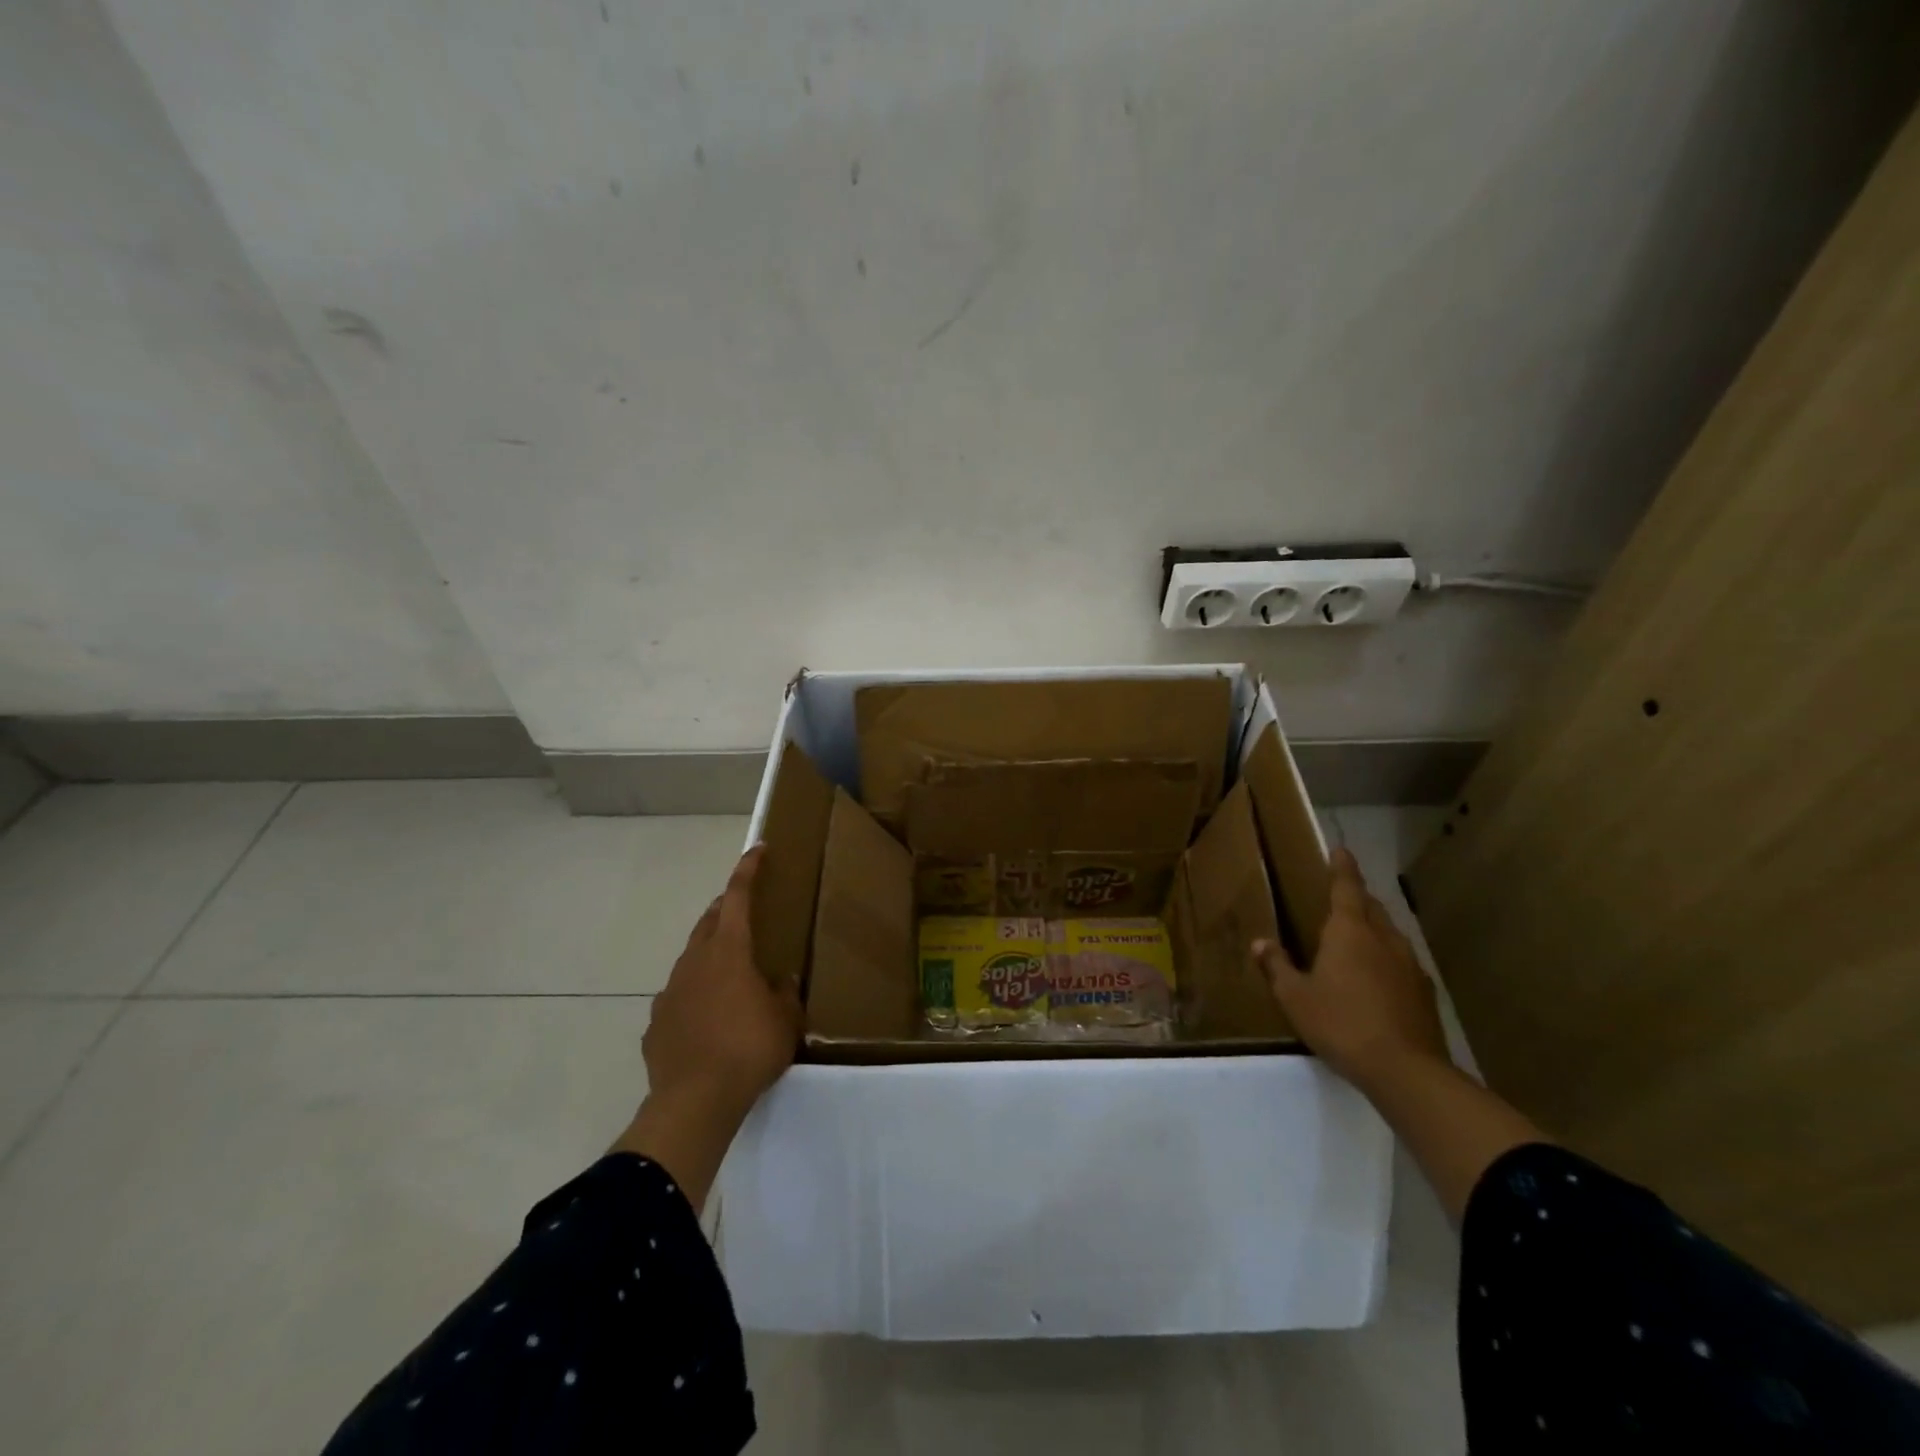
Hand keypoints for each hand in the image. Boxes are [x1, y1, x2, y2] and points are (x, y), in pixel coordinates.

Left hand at [614, 846, 801, 1209]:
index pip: (738, 898)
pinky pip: (678, 997)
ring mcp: (670, 992)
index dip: (748, 871)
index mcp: (729, 952)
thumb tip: (781, 981)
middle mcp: (695, 962)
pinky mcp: (656, 1023)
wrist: (694, 1102)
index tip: (756, 851)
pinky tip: (706, 1019)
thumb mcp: (785, 1020)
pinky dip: (694, 995)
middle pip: (710, 922)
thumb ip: (785, 994)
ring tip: (729, 970)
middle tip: (744, 909)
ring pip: (691, 958)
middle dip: (727, 908)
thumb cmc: (748, 1050)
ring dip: (710, 953)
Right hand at [1253, 846, 1448, 1089]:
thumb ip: (1277, 967)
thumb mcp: (1295, 997)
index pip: (1346, 888)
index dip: (1342, 868)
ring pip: (1389, 933)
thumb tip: (1260, 943)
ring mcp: (1409, 964)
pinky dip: (1386, 959)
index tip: (1340, 850)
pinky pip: (1400, 961)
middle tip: (1340, 898)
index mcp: (1349, 931)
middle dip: (1356, 898)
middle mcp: (1383, 938)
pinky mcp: (1424, 991)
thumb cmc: (1341, 1023)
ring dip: (1373, 929)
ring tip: (1356, 939)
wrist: (1405, 1069)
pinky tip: (1377, 979)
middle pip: (1371, 907)